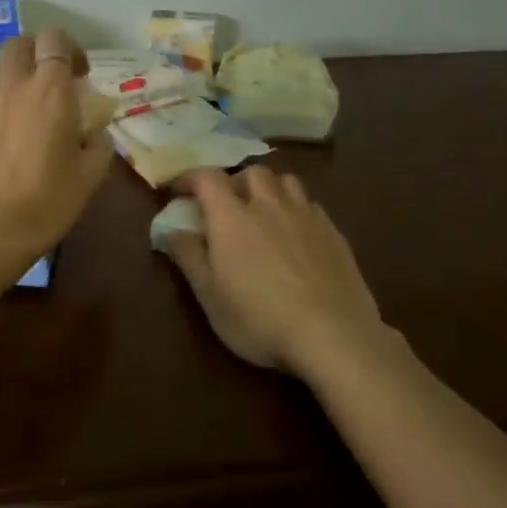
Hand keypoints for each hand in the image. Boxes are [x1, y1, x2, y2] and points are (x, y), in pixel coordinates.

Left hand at [0, 28, 114, 258]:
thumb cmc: (50, 199)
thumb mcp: (91, 174)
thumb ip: (98, 144)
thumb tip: (94, 134)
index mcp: (50, 90)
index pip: (54, 39)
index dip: (69, 48)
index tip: (80, 75)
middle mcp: (14, 87)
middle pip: (18, 44)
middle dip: (36, 52)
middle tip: (51, 80)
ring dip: (15, 79)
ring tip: (28, 109)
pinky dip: (0, 108)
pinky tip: (9, 140)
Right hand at [163, 167, 382, 372]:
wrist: (333, 335)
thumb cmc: (260, 319)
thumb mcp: (210, 297)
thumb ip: (189, 257)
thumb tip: (172, 230)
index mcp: (232, 217)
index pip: (207, 178)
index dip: (190, 178)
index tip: (180, 191)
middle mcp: (269, 205)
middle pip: (251, 172)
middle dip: (234, 182)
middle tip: (226, 205)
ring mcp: (306, 216)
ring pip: (286, 181)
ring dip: (269, 189)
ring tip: (264, 212)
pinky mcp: (334, 232)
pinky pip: (310, 205)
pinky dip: (296, 209)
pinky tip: (296, 234)